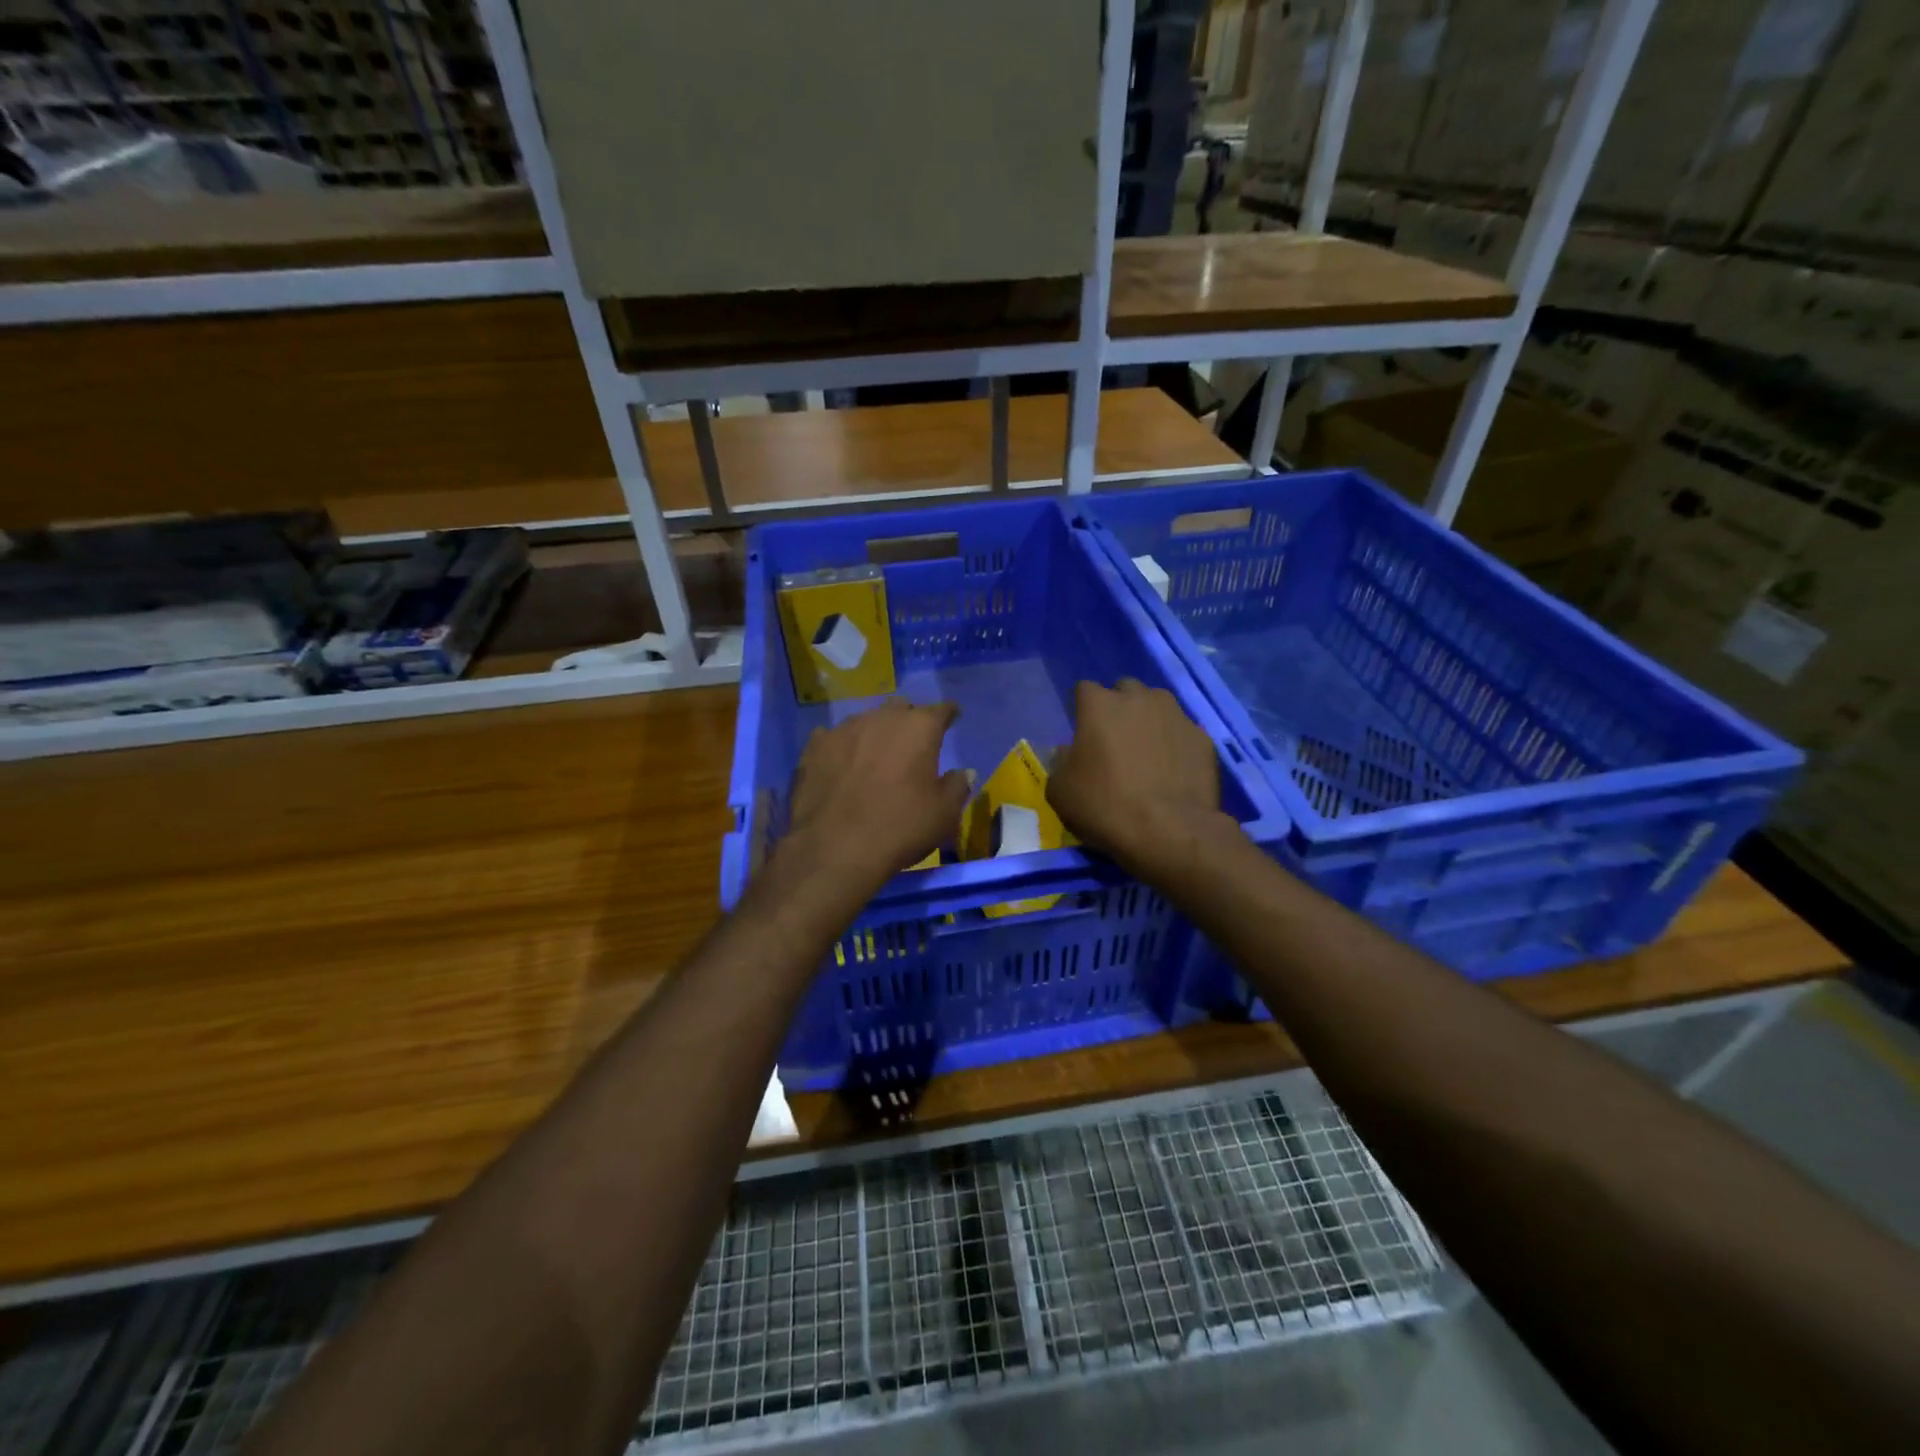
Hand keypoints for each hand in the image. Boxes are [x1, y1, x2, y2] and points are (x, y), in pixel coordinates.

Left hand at [781, 699, 969, 892]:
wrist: (835, 848)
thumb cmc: (900, 827)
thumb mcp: (944, 813)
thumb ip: (957, 786)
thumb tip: (964, 772)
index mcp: (919, 728)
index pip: (941, 710)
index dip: (949, 714)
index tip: (952, 718)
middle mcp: (882, 718)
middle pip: (901, 708)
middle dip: (909, 719)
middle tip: (913, 742)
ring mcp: (844, 729)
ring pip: (866, 720)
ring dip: (875, 732)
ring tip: (876, 755)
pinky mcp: (814, 747)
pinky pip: (833, 738)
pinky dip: (843, 747)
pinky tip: (842, 763)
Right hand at [1049, 678, 1228, 876]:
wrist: (1170, 831)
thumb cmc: (1105, 807)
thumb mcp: (1060, 791)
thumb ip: (1060, 762)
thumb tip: (1067, 751)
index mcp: (1099, 705)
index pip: (1084, 689)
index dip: (1082, 709)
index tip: (1082, 733)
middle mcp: (1139, 699)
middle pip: (1124, 689)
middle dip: (1118, 707)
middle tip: (1114, 740)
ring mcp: (1175, 715)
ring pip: (1158, 704)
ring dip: (1148, 719)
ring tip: (1147, 751)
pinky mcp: (1202, 737)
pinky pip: (1182, 731)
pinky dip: (1175, 743)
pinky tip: (1172, 769)